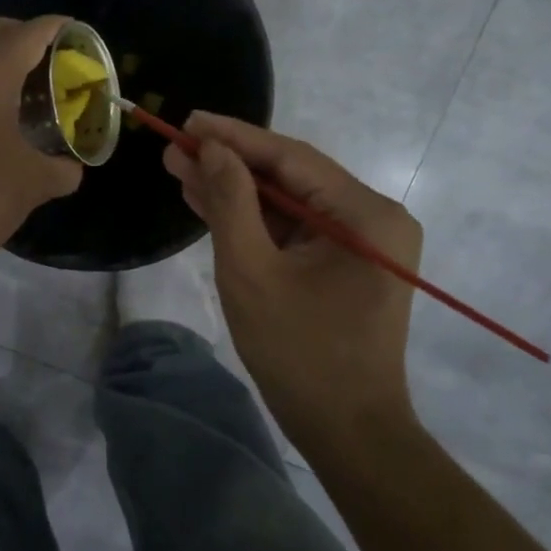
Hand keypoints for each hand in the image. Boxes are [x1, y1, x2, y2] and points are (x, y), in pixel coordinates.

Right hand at [164, 113, 422, 455]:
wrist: (347, 431)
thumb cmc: (299, 353)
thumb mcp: (251, 272)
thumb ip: (231, 202)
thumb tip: (211, 149)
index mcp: (366, 214)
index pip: (291, 158)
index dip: (235, 136)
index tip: (188, 120)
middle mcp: (374, 217)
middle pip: (291, 176)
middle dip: (230, 162)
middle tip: (176, 145)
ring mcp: (362, 241)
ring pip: (289, 202)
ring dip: (237, 189)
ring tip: (181, 168)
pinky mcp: (346, 262)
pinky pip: (295, 229)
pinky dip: (255, 219)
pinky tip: (209, 201)